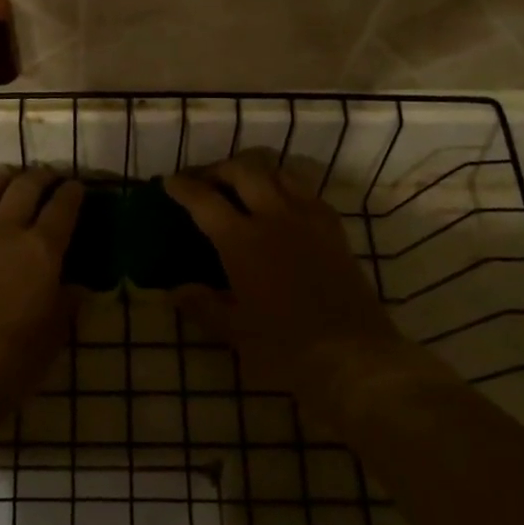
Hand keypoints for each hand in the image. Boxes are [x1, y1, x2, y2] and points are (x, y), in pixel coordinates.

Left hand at [0, 169, 83, 404]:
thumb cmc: (15, 356)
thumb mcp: (54, 333)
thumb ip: (66, 304)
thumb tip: (76, 288)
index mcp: (41, 249)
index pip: (62, 209)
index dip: (72, 193)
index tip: (77, 186)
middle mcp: (5, 233)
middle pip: (24, 189)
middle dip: (39, 177)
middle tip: (47, 176)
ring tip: (7, 175)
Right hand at [164, 152, 416, 416]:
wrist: (354, 355)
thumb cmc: (285, 346)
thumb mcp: (234, 330)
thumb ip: (202, 305)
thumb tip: (175, 291)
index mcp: (241, 240)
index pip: (204, 200)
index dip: (183, 187)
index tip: (169, 182)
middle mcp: (274, 217)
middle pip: (243, 170)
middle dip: (217, 169)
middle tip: (204, 182)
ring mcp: (308, 218)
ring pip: (278, 171)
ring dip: (254, 170)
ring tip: (241, 185)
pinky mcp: (333, 227)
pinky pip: (306, 189)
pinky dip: (285, 185)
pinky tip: (280, 204)